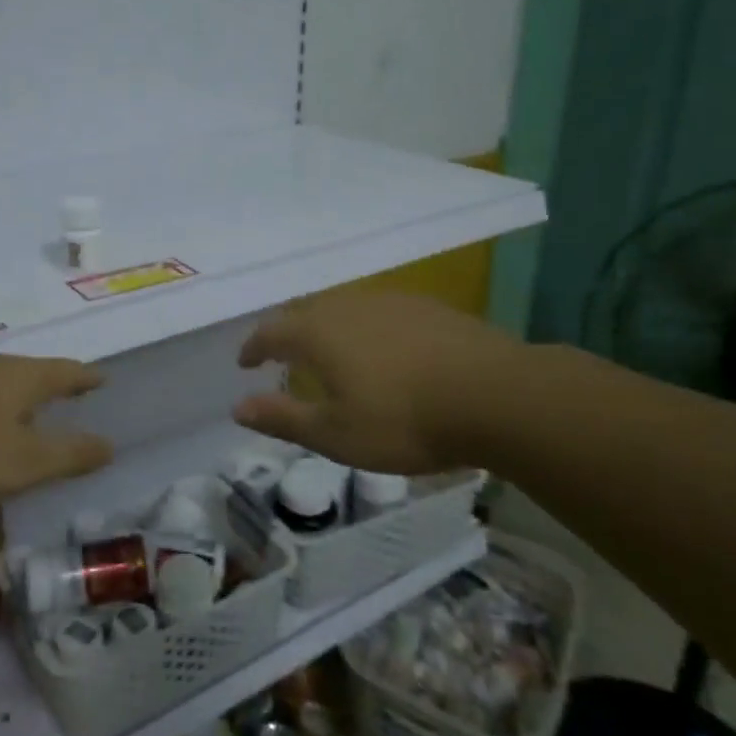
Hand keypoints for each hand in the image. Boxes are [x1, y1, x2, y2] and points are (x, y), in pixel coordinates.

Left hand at [0, 355, 112, 506]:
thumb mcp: (24, 464)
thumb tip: (110, 445)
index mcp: (22, 377)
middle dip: (53, 382)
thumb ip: (70, 455)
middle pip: (33, 369)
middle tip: (69, 393)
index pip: (67, 371)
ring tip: (27, 408)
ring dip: (19, 392)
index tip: (103, 379)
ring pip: (0, 378)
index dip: (87, 378)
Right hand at [232, 290, 528, 473]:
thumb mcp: (335, 434)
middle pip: (306, 313)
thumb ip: (283, 418)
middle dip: (289, 334)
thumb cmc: (404, 420)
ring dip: (328, 328)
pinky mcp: (429, 307)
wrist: (497, 396)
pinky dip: (366, 328)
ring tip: (330, 353)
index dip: (253, 347)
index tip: (245, 363)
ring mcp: (392, 301)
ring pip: (345, 308)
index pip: (271, 332)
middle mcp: (349, 305)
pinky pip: (380, 312)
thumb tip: (237, 408)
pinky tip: (383, 349)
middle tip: (283, 356)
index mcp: (319, 332)